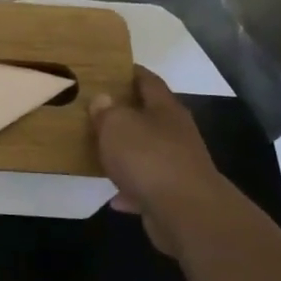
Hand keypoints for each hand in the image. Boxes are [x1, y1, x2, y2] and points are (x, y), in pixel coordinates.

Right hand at [90, 67, 228, 253]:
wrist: (185, 212)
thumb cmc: (148, 157)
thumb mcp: (117, 125)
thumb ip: (107, 111)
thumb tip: (103, 99)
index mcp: (165, 109)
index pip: (148, 81)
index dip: (130, 72)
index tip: (109, 69)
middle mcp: (176, 133)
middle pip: (149, 117)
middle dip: (125, 114)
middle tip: (95, 111)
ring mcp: (177, 165)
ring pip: (147, 153)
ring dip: (127, 154)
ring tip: (100, 152)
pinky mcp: (174, 195)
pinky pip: (146, 186)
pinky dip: (130, 189)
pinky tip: (113, 196)